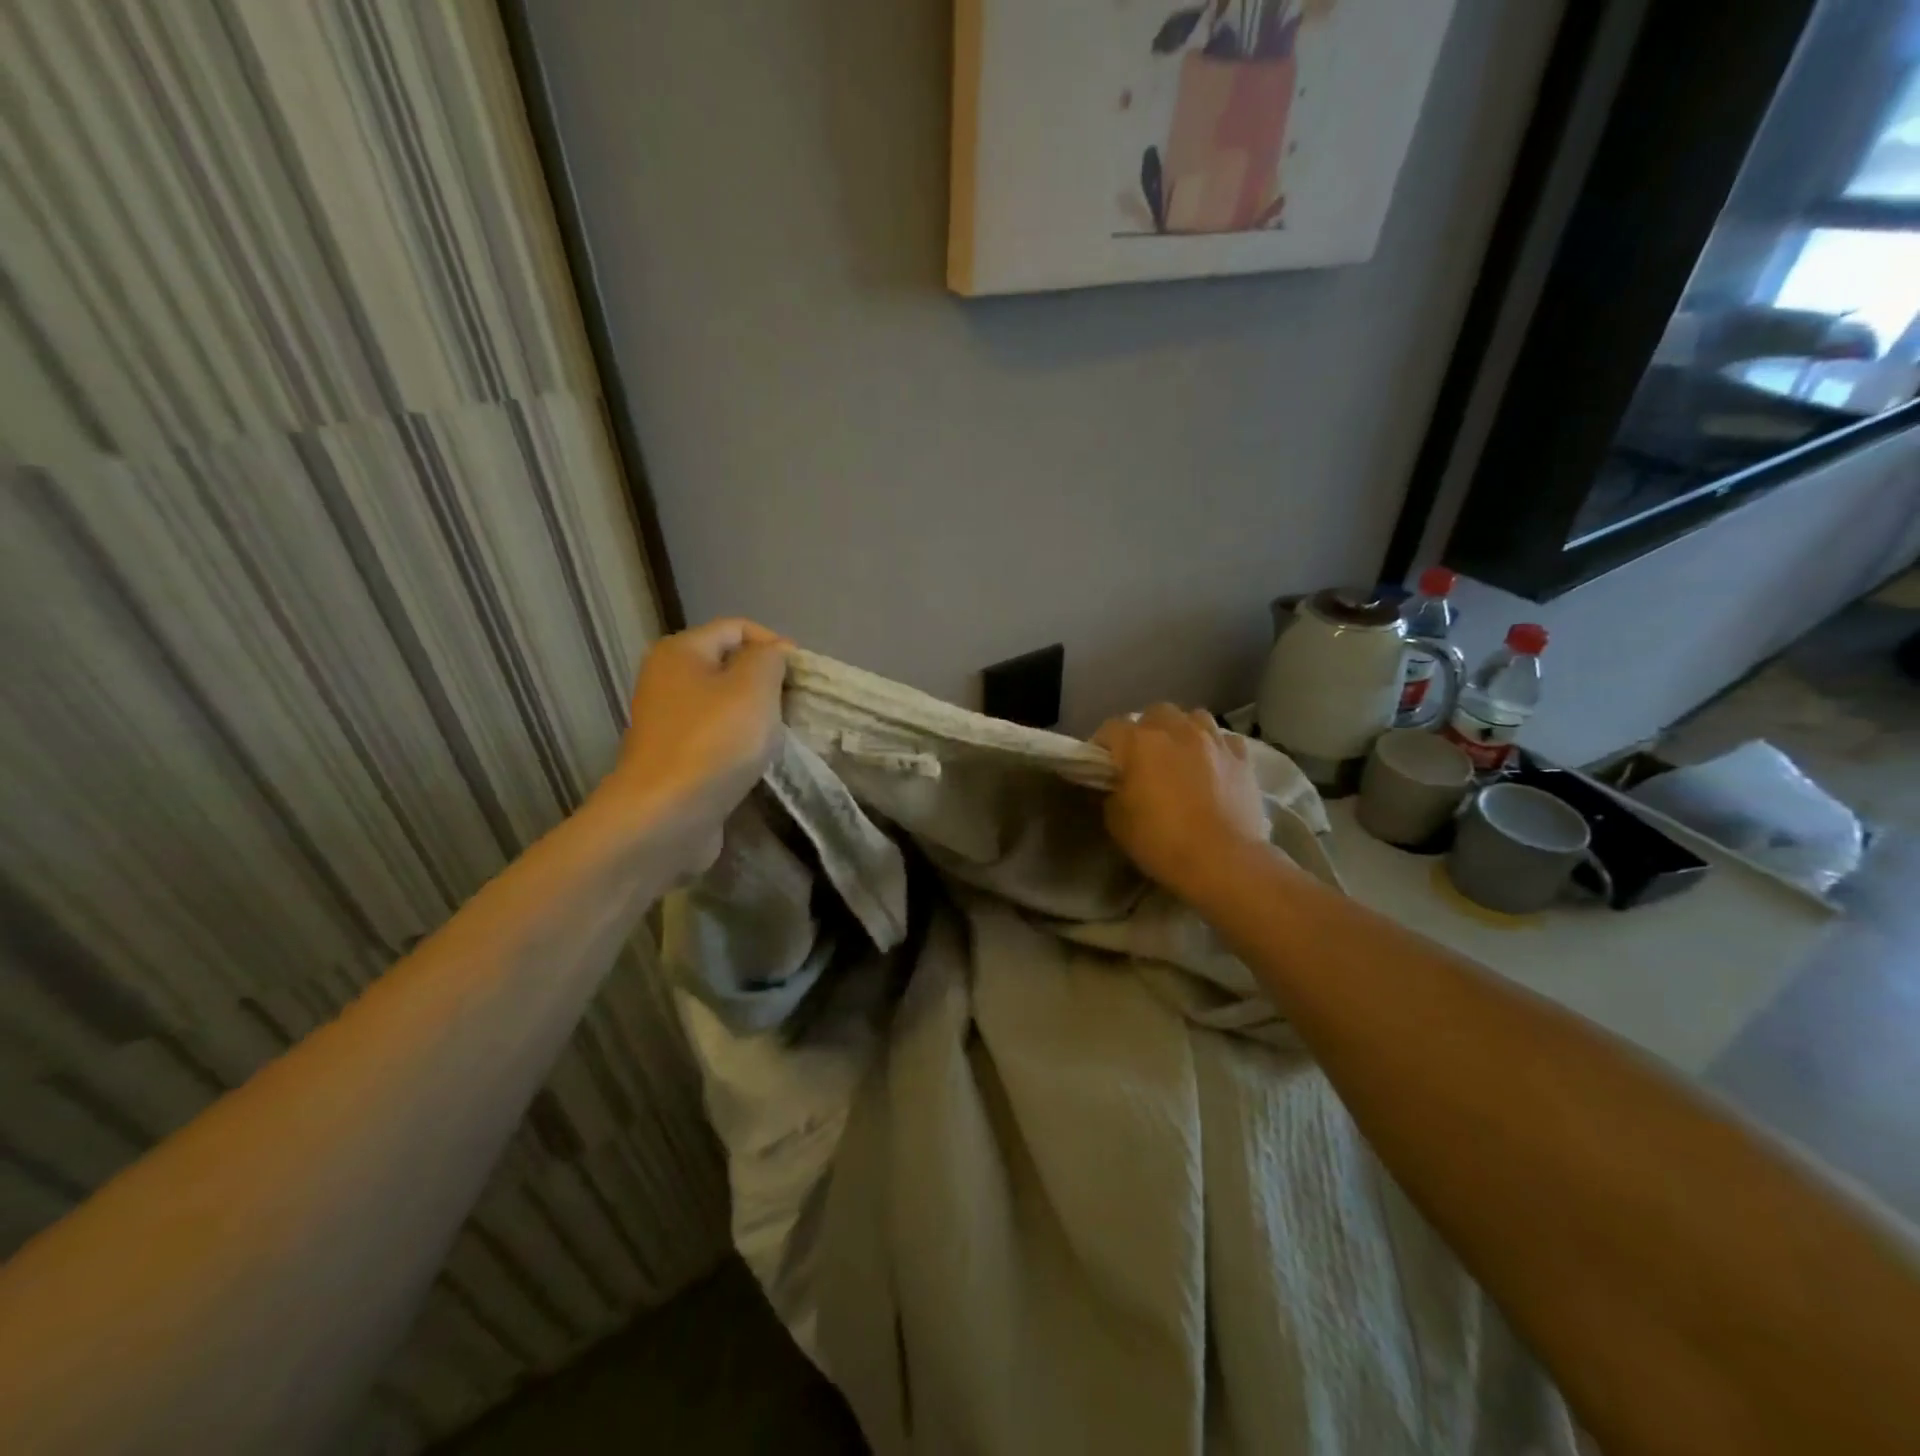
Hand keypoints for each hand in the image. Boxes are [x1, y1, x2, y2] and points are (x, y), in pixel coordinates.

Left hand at [594, 619, 792, 857]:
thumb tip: (774, 653)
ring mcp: (668, 722)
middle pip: (730, 666)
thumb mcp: (754, 686)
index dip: (775, 644)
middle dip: (767, 683)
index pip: (737, 628)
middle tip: (796, 707)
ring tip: (782, 735)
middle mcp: (667, 680)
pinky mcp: (675, 758)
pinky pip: (717, 738)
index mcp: (680, 651)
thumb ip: (770, 658)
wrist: (666, 816)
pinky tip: (758, 761)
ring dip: (756, 717)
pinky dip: (740, 744)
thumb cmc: (714, 741)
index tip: (804, 677)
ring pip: (725, 705)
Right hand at [1092, 705, 1268, 901]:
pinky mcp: (1242, 757)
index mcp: (1139, 742)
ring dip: (1182, 731)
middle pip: (1154, 713)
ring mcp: (1214, 740)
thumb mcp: (1117, 821)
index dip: (1101, 746)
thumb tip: (1116, 783)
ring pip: (1193, 718)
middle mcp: (1177, 730)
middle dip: (1145, 730)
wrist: (1223, 861)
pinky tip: (1212, 766)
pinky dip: (1214, 748)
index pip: (1110, 729)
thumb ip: (1112, 792)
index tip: (1101, 766)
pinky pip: (1224, 740)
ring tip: (1180, 755)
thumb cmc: (1161, 841)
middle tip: (1142, 758)